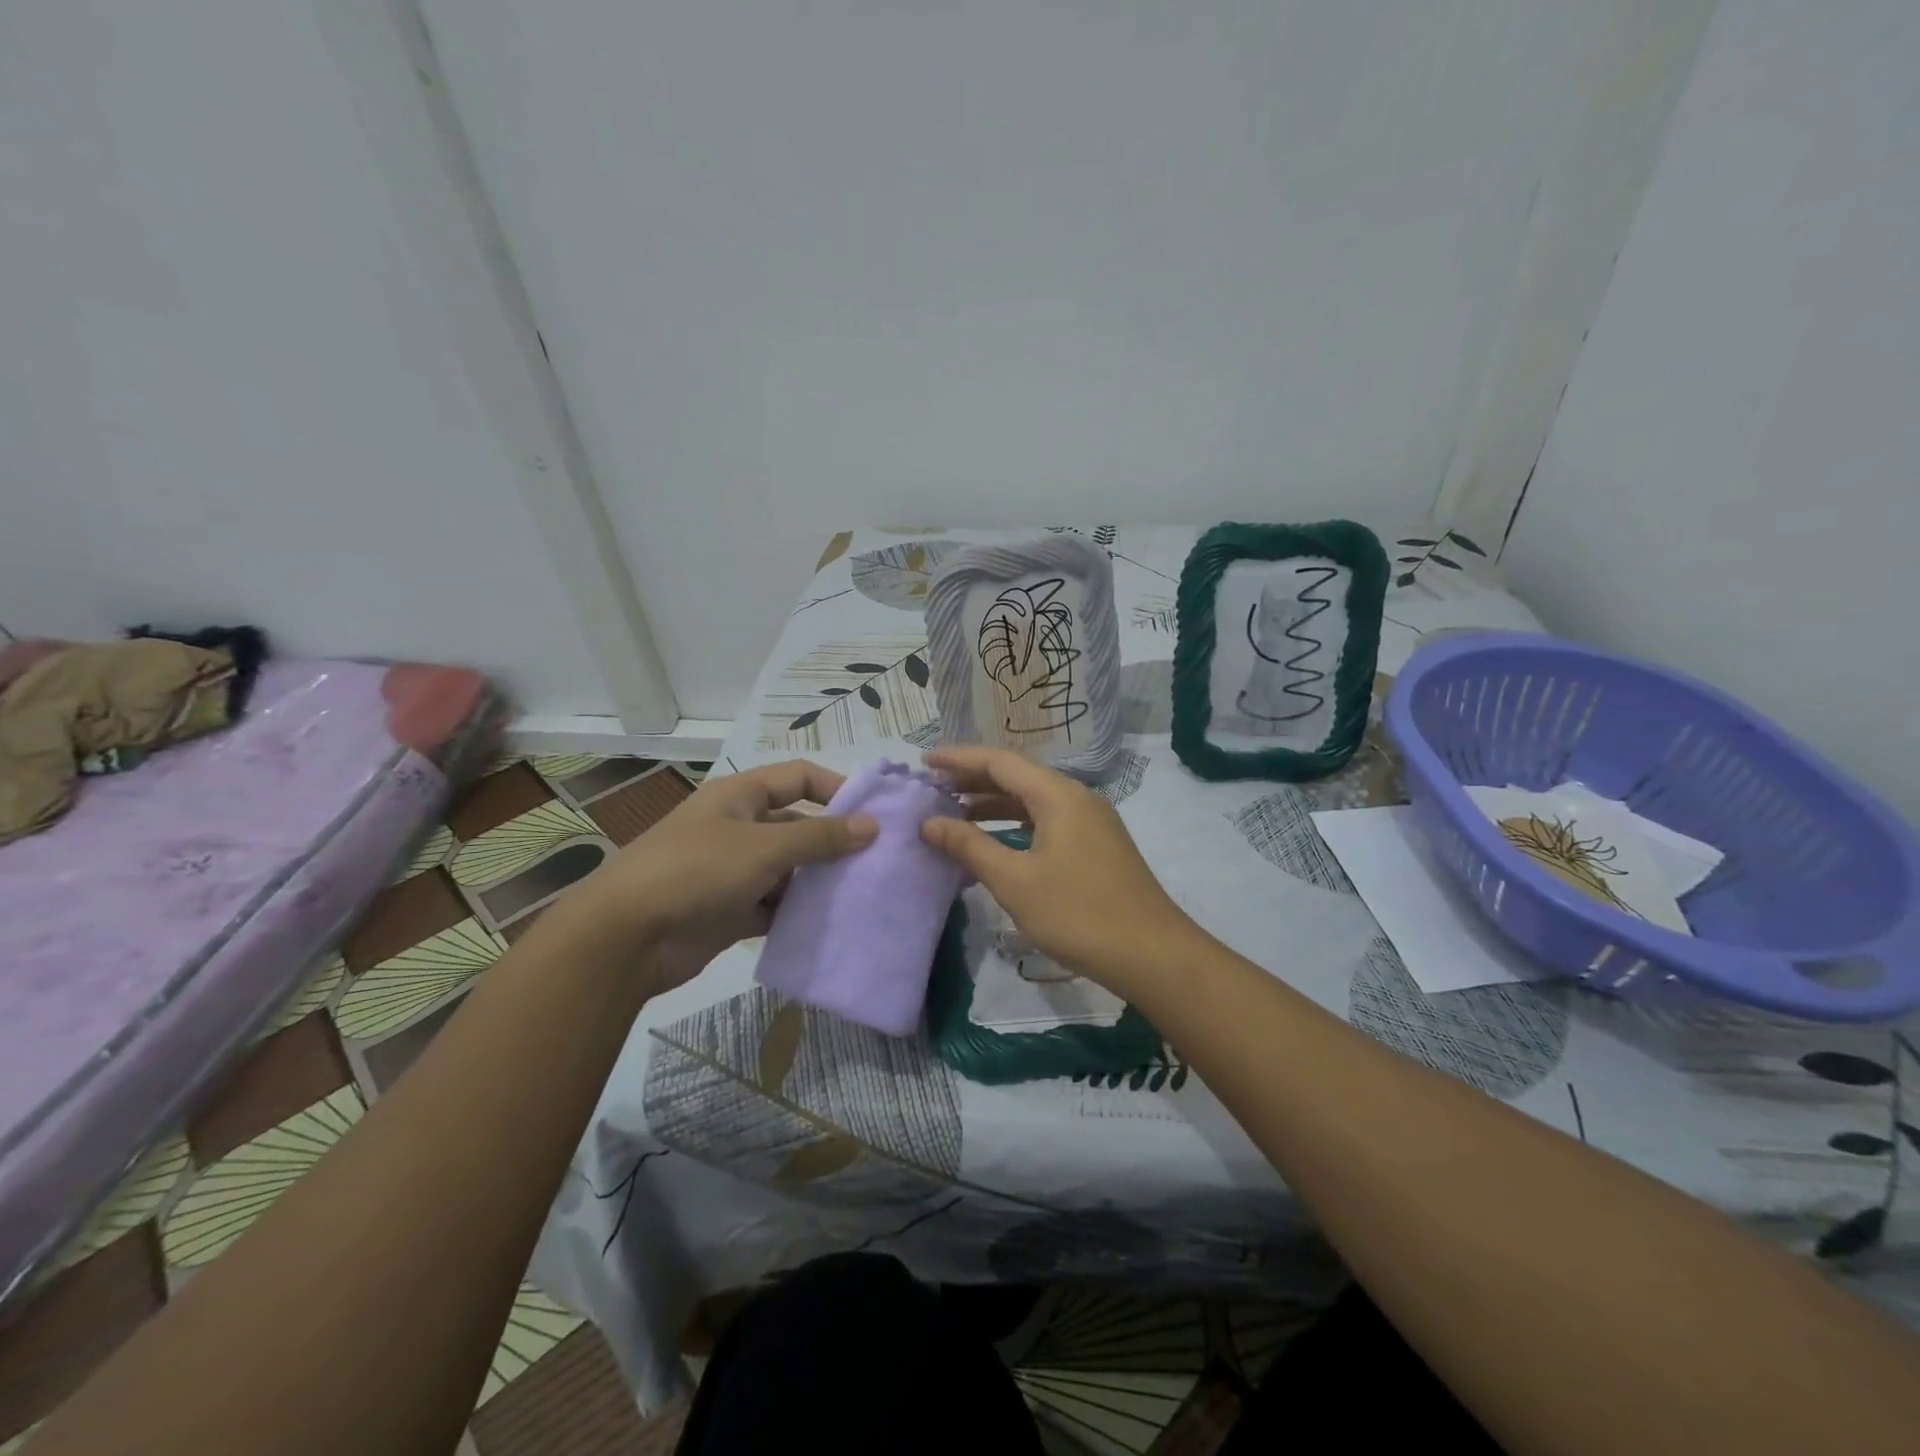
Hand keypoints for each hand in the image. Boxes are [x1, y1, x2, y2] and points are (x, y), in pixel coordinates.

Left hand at [551, 761, 876, 991]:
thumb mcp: (763, 847)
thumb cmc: (695, 872)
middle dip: (834, 842)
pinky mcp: (732, 911)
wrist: (625, 939)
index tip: (875, 812)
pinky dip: (799, 914)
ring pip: (790, 870)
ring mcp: (734, 871)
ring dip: (820, 882)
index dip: (836, 788)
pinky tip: (832, 925)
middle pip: (798, 826)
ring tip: (864, 895)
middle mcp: (739, 828)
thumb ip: (820, 837)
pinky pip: (776, 906)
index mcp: (740, 797)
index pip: (799, 777)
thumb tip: (872, 825)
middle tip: (879, 862)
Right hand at [920, 746, 1196, 990]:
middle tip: (933, 789)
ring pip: (1033, 800)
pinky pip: (1047, 820)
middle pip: (1017, 776)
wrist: (1151, 953)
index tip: (923, 762)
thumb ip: (970, 847)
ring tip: (954, 815)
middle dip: (973, 780)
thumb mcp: (1015, 881)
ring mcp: (1090, 821)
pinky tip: (995, 843)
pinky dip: (1015, 824)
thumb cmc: (1078, 914)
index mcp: (1058, 794)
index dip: (958, 759)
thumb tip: (930, 823)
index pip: (1000, 761)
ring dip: (993, 803)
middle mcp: (1076, 797)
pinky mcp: (1096, 844)